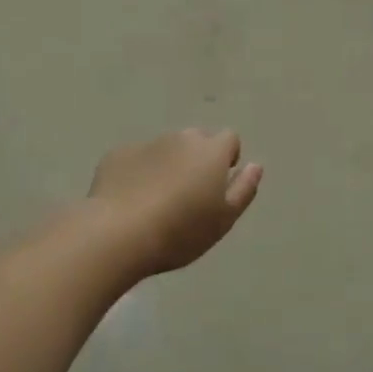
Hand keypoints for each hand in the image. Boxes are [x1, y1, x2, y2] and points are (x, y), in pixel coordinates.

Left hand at [88, 129, 262, 277]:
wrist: (117, 233)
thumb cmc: (180, 231)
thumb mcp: (224, 219)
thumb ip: (244, 189)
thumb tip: (255, 165)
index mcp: (211, 151)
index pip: (229, 138)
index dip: (227, 158)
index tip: (218, 185)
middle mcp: (181, 138)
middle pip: (196, 140)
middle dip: (197, 160)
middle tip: (189, 196)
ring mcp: (147, 143)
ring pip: (165, 149)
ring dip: (167, 165)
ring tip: (157, 201)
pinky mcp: (118, 155)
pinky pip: (136, 159)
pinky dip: (138, 172)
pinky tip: (130, 201)